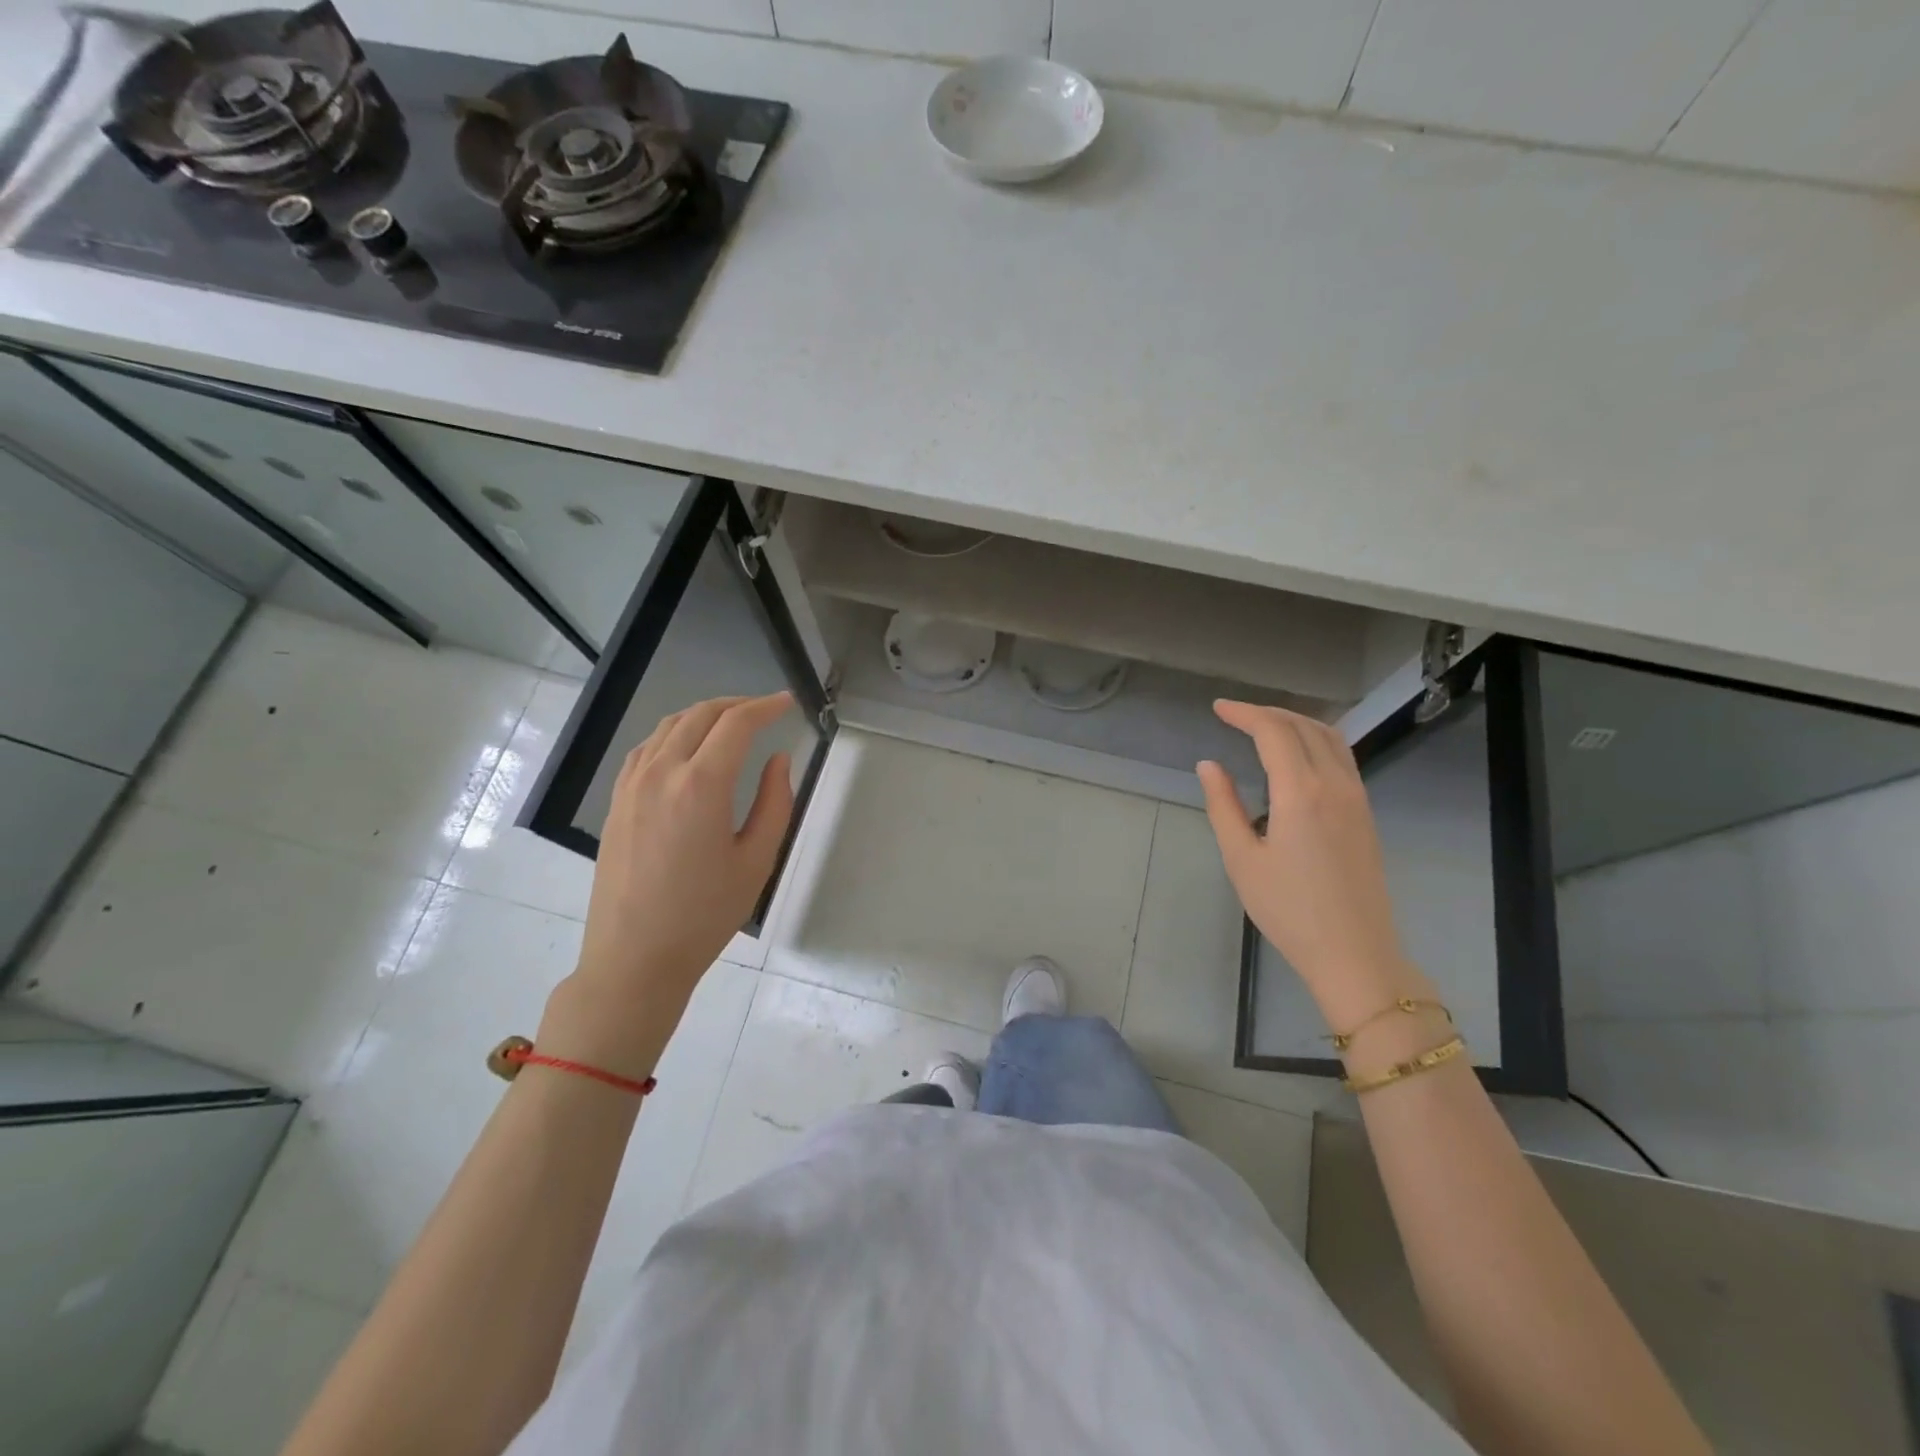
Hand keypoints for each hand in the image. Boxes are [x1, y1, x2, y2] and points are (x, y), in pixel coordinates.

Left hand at [545, 693, 796, 1075]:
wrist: (635, 957)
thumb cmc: (705, 914)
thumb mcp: (757, 860)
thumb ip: (775, 802)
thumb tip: (778, 759)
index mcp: (701, 786)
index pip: (737, 724)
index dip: (766, 707)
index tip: (787, 703)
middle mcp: (662, 773)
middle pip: (701, 714)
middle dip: (737, 704)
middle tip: (765, 710)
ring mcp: (632, 785)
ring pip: (670, 725)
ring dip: (705, 714)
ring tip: (732, 723)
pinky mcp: (617, 800)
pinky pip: (647, 747)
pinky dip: (674, 733)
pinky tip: (688, 748)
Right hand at [1197, 701, 1432, 1026]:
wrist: (1353, 952)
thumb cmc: (1289, 910)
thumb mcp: (1242, 859)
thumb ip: (1223, 806)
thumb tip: (1209, 765)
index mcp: (1302, 792)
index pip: (1274, 732)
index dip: (1244, 713)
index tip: (1218, 709)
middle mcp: (1336, 784)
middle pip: (1304, 726)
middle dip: (1268, 713)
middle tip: (1234, 715)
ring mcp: (1357, 797)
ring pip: (1330, 737)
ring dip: (1296, 722)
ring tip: (1264, 726)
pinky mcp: (1365, 813)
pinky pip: (1343, 757)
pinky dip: (1316, 740)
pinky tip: (1297, 755)